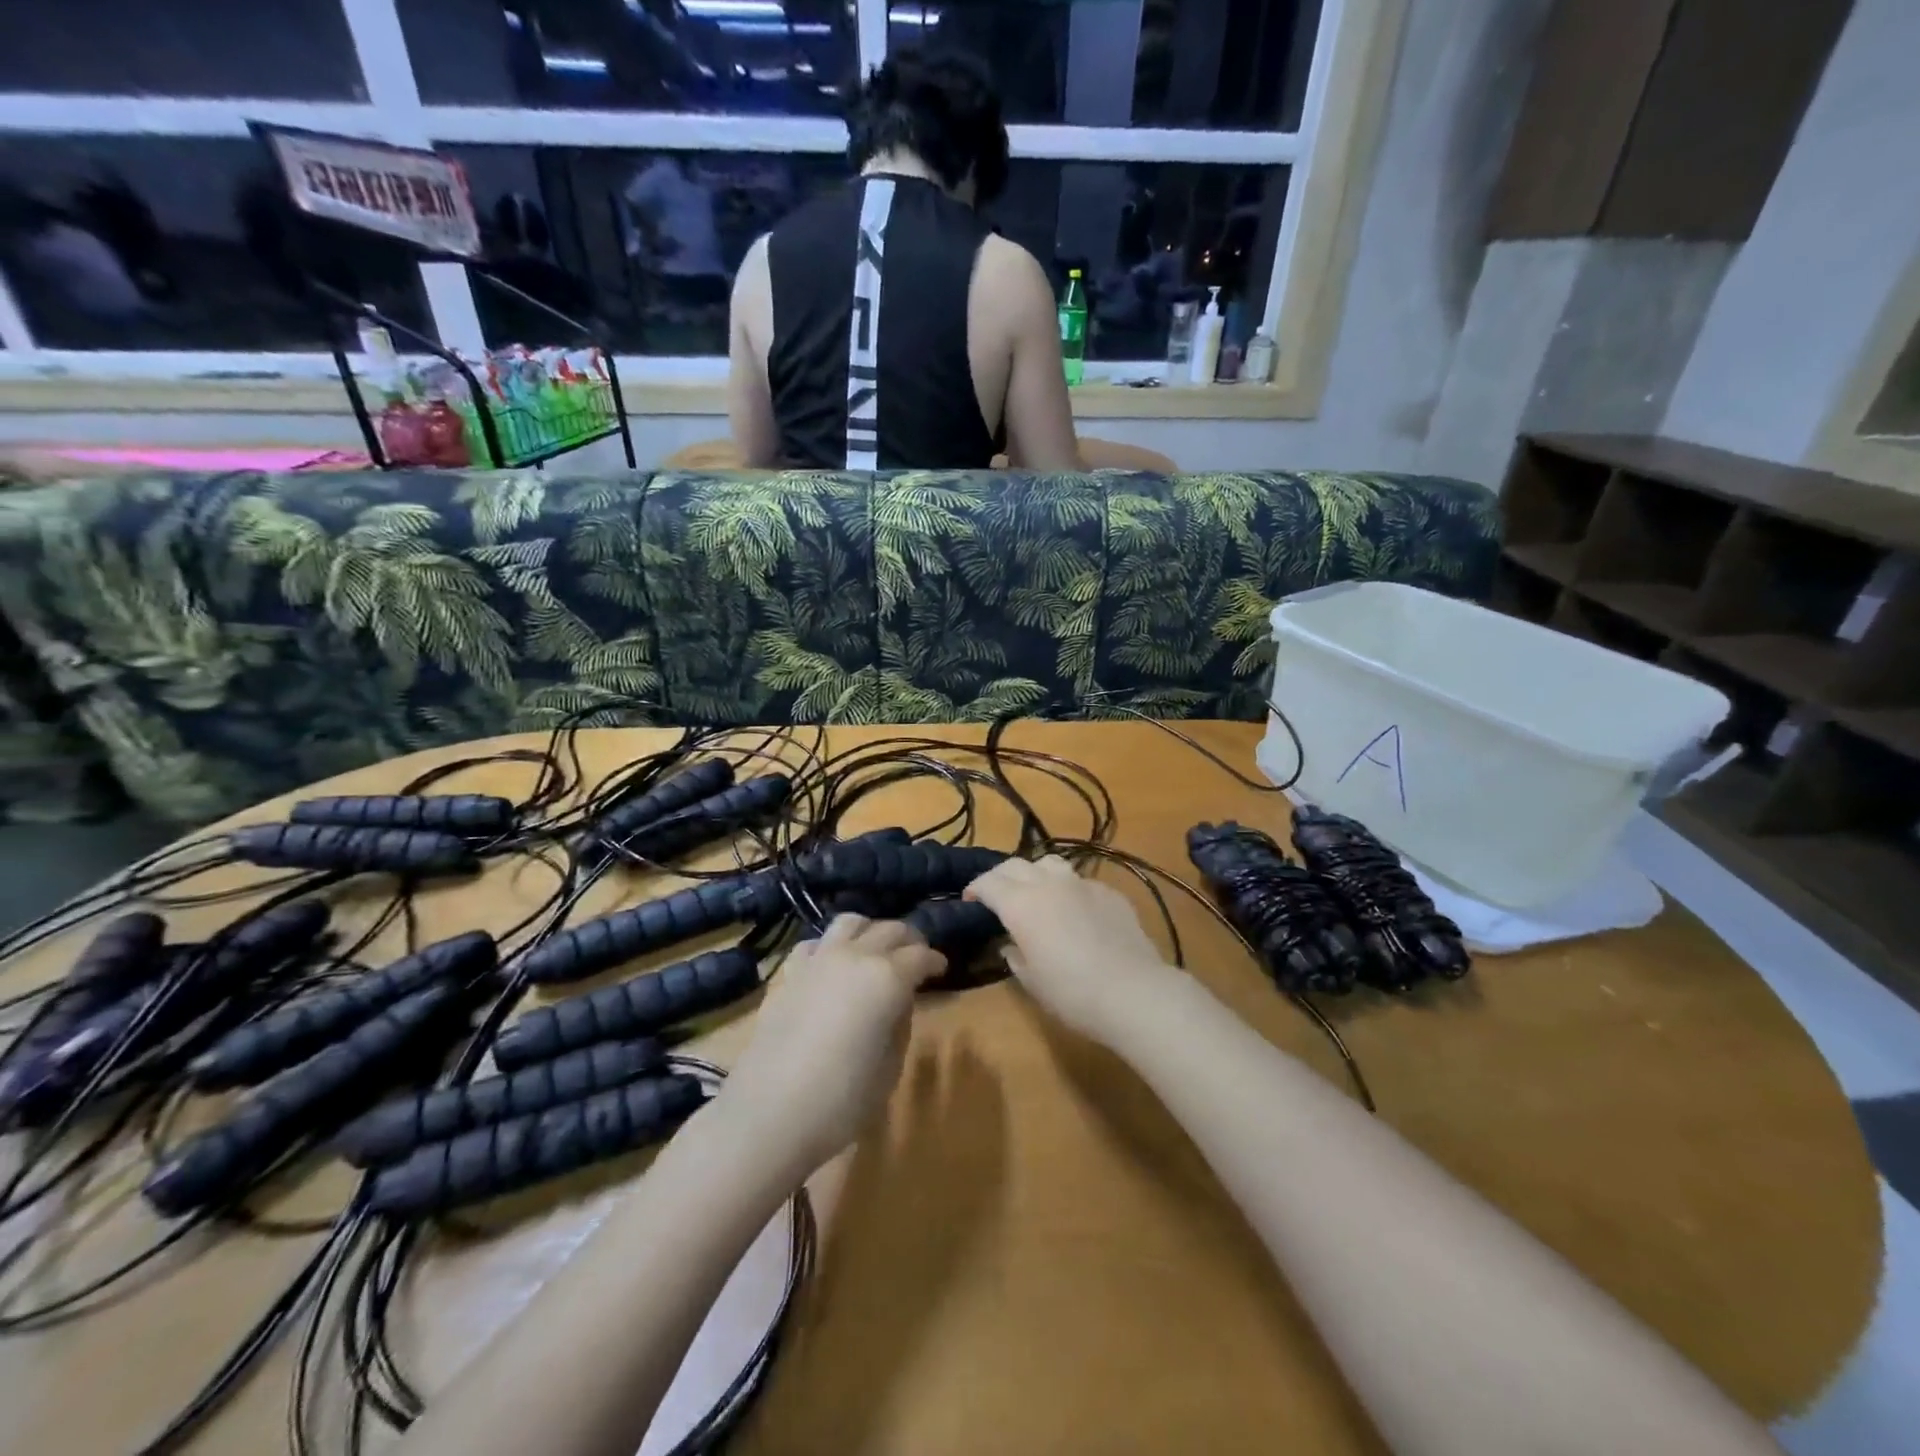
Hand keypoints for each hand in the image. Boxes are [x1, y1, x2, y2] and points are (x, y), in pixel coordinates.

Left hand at [718, 916, 943, 1177]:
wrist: (768, 1113)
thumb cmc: (841, 1100)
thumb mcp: (890, 1069)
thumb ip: (900, 1026)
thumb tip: (898, 1002)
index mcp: (888, 978)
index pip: (921, 955)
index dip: (935, 961)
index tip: (941, 969)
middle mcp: (855, 956)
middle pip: (890, 930)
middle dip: (909, 940)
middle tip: (917, 956)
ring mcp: (818, 960)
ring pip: (851, 922)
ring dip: (870, 931)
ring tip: (876, 950)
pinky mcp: (789, 973)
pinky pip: (815, 944)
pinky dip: (830, 947)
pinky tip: (832, 966)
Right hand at [965, 856, 1179, 1045]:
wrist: (1133, 992)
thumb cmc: (1072, 993)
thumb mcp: (1031, 981)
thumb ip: (1015, 955)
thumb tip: (1011, 944)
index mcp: (1021, 904)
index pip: (988, 882)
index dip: (975, 889)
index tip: (970, 901)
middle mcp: (1048, 884)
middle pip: (1015, 865)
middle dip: (1000, 876)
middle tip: (996, 895)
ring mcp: (1082, 884)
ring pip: (1050, 862)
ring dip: (1035, 873)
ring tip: (1036, 893)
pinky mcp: (1109, 892)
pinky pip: (1080, 881)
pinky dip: (1068, 889)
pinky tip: (1074, 911)